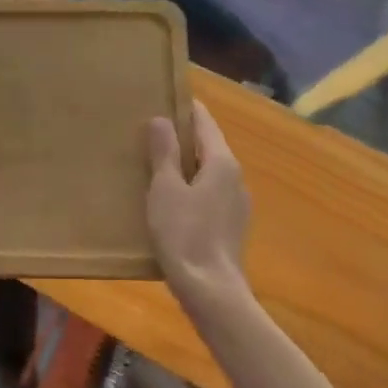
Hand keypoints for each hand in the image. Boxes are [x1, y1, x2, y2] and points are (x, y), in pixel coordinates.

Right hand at [147, 102, 250, 308]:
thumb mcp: (165, 189)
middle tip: (151, 132)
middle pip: (208, 146)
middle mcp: (236, 177)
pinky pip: (210, 194)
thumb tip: (161, 119)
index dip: (184, 108)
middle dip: (183, 138)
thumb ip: (164, 153)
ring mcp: (237, 203)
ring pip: (209, 172)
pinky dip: (192, 188)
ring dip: (186, 165)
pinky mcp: (232, 225)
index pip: (204, 122)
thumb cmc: (184, 234)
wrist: (210, 289)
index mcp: (222, 162)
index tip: (163, 98)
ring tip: (156, 166)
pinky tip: (172, 201)